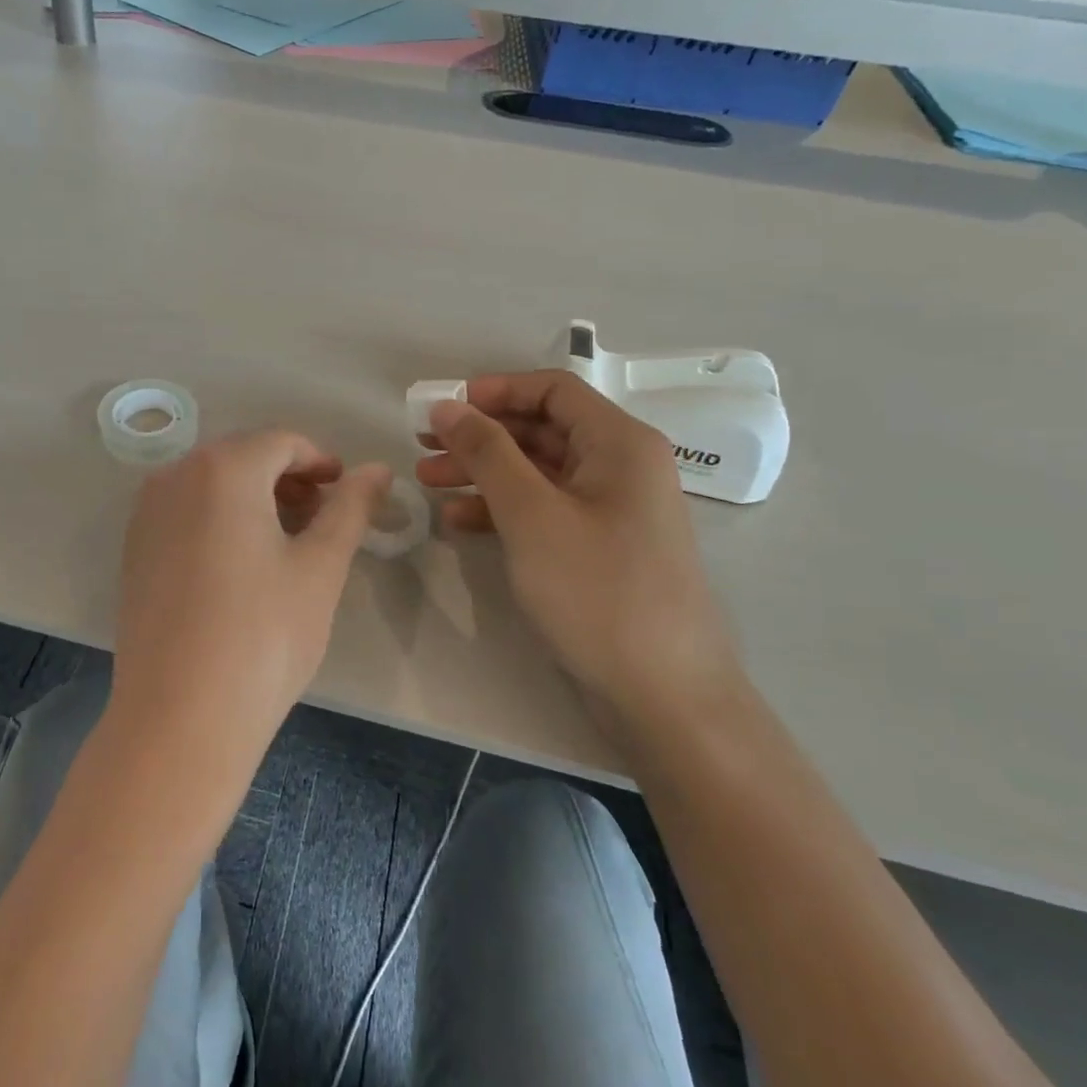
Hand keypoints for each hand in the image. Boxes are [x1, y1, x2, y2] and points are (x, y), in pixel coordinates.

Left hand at [112, 431, 390, 769]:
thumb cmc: (264, 635)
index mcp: (222, 468)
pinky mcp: (134, 549)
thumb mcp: (321, 567)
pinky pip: (186, 512)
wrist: (180, 717)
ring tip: (289, 543)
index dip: (321, 462)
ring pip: (213, 484)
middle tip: (324, 519)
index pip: (282, 442)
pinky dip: (221, 519)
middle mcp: (175, 476)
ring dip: (256, 498)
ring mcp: (146, 513)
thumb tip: (378, 470)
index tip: (347, 492)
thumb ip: (351, 507)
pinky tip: (242, 564)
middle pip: (244, 458)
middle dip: (289, 479)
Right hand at [417, 371, 740, 726]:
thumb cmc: (597, 591)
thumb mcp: (532, 514)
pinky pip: (544, 510)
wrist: (664, 696)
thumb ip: (487, 453)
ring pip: (537, 472)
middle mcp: (621, 467)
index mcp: (620, 443)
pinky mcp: (598, 549)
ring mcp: (611, 511)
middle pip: (541, 430)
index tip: (441, 409)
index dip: (493, 391)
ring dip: (482, 473)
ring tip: (427, 483)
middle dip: (479, 436)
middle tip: (423, 448)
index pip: (552, 390)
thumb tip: (447, 406)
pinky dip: (502, 510)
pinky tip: (459, 522)